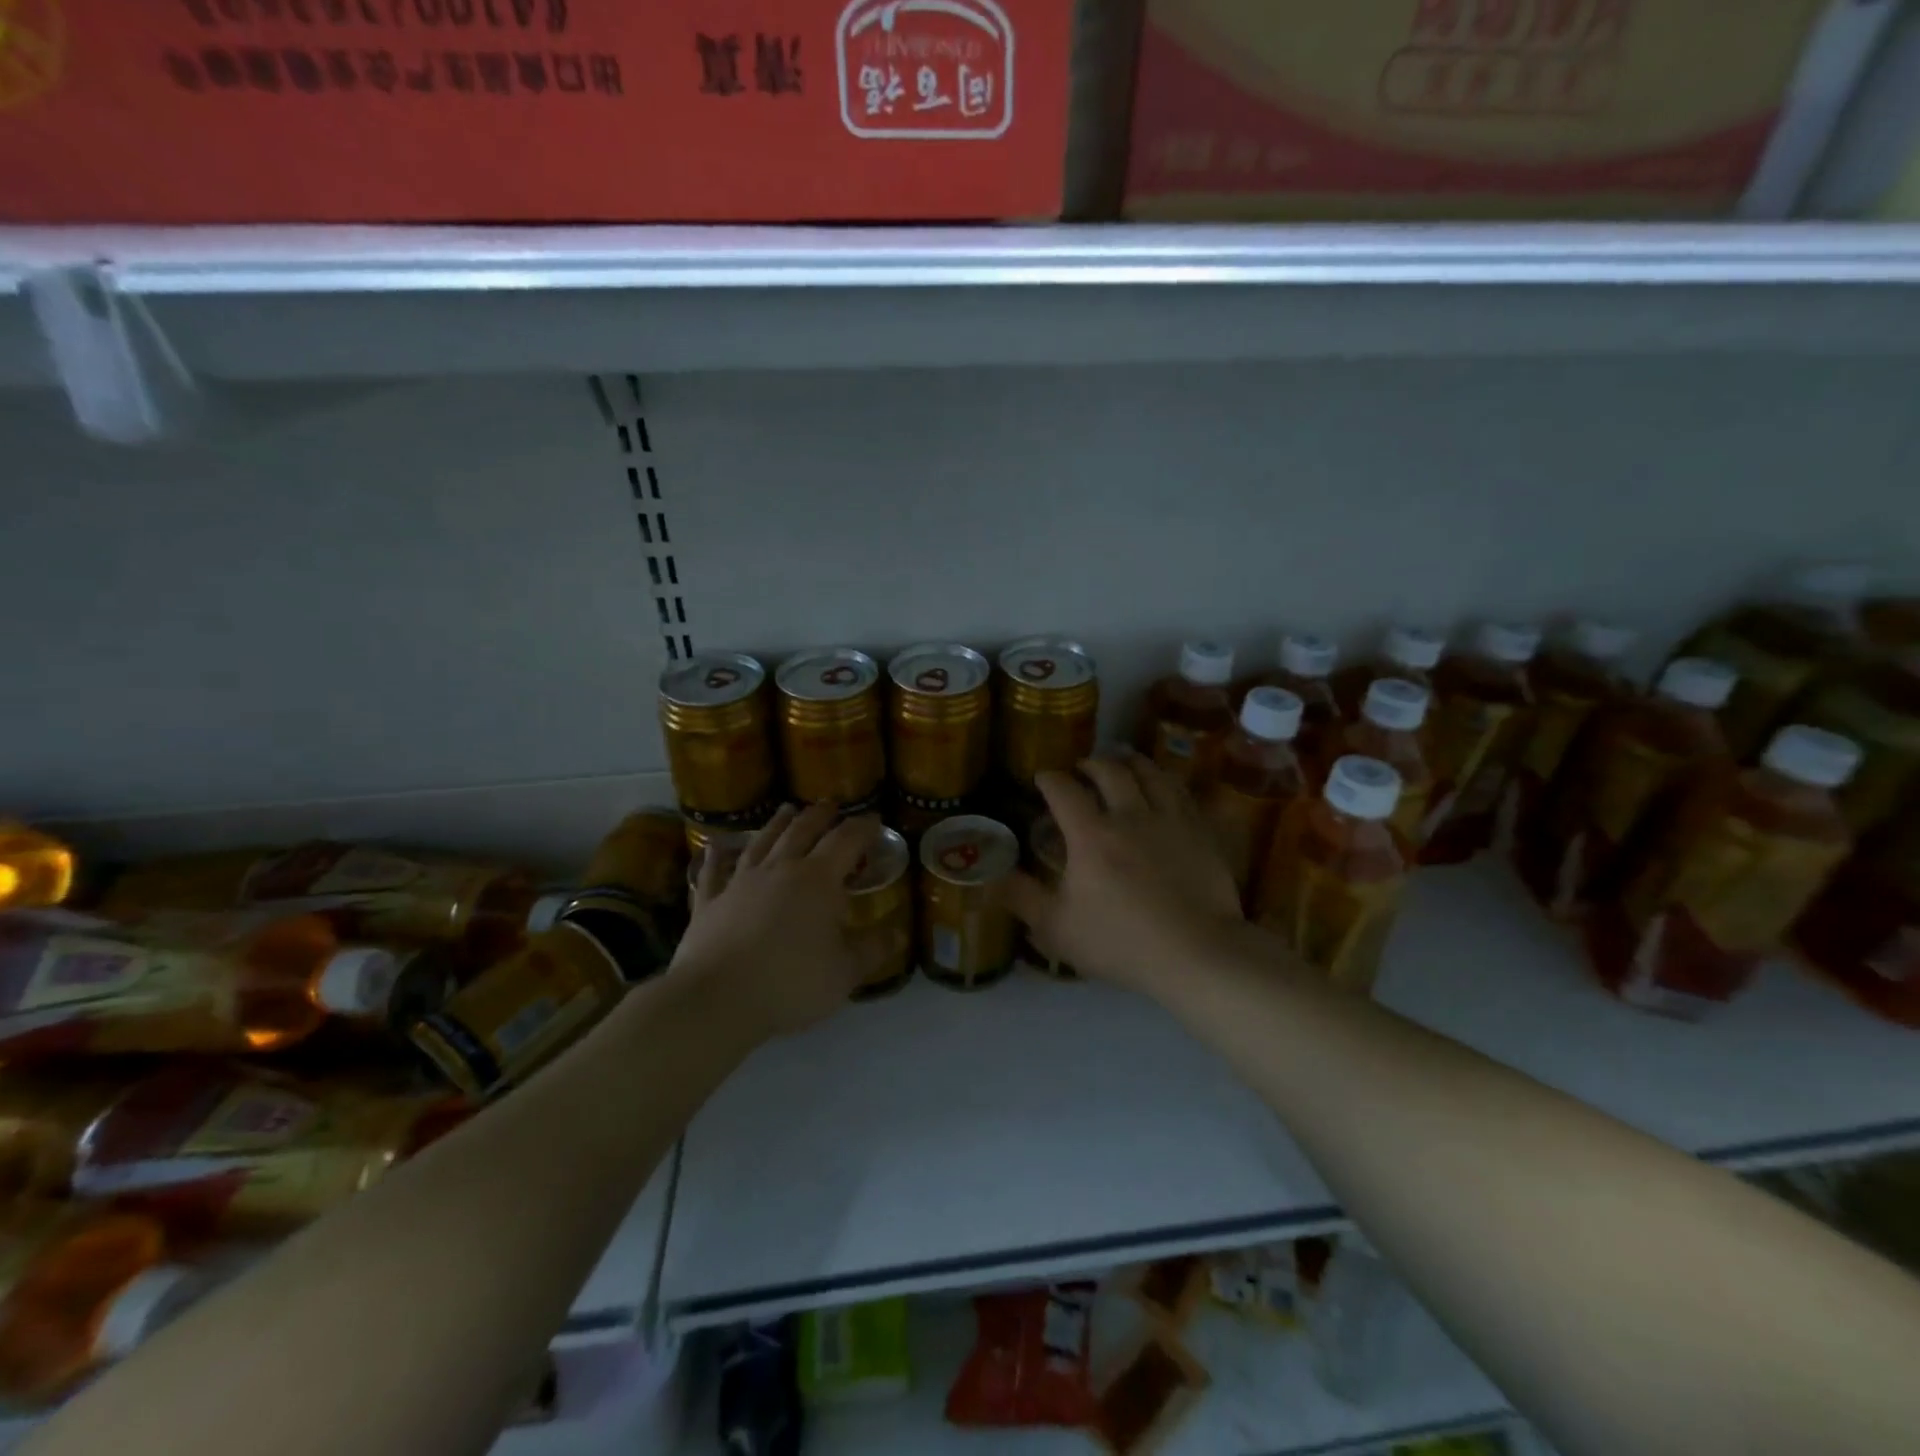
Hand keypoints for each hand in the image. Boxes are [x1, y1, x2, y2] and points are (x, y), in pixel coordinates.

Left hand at [671, 803, 883, 1041]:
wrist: (718, 998)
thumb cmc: (791, 982)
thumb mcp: (845, 972)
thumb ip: (872, 949)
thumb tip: (897, 932)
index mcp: (818, 880)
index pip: (846, 841)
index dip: (863, 828)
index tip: (874, 819)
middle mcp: (780, 869)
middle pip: (802, 831)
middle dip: (820, 815)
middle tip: (831, 804)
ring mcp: (740, 882)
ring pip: (762, 842)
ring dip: (777, 824)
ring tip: (787, 809)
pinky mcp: (709, 902)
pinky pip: (713, 872)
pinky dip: (717, 857)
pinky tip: (715, 847)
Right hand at [1006, 751, 1245, 999]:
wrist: (1197, 953)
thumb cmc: (1121, 943)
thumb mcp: (1058, 928)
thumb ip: (1022, 898)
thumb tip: (991, 876)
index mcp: (1090, 835)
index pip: (1064, 790)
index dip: (1049, 778)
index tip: (1042, 777)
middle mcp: (1129, 815)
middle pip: (1109, 770)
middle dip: (1090, 764)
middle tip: (1082, 769)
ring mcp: (1169, 819)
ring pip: (1149, 772)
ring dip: (1130, 763)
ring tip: (1123, 764)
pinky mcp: (1200, 830)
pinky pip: (1180, 791)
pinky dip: (1165, 781)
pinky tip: (1162, 787)